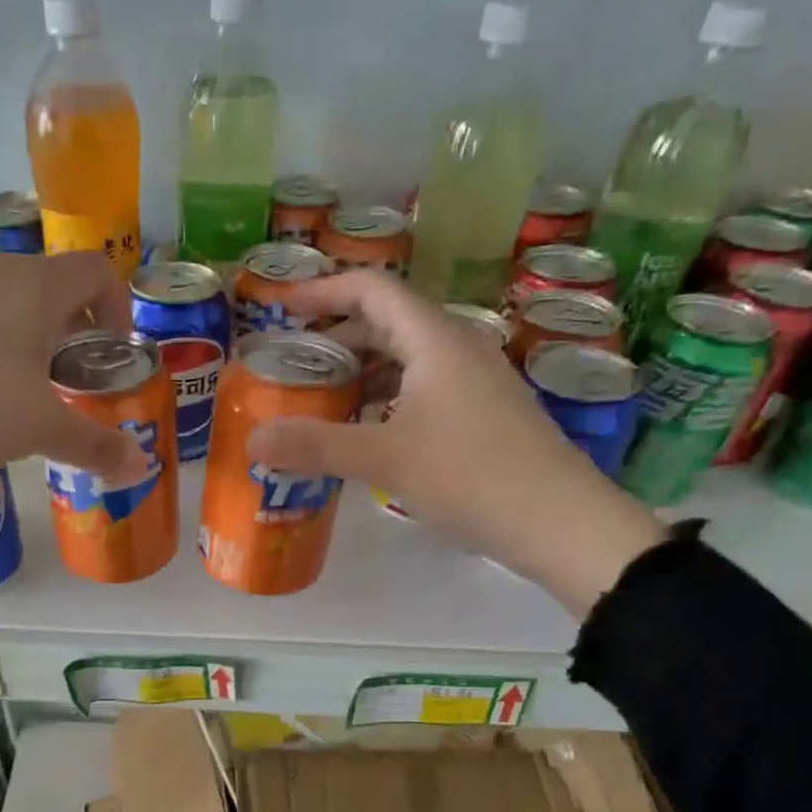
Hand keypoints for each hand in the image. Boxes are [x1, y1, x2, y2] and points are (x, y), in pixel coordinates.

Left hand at [0, 243, 150, 483]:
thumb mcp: (38, 431)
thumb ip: (94, 446)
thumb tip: (142, 465)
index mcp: (33, 285)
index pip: (95, 270)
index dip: (115, 306)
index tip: (110, 350)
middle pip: (44, 278)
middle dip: (64, 322)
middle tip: (60, 373)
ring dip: (12, 320)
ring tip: (4, 371)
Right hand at [244, 271, 666, 615]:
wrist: (560, 522)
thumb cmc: (471, 475)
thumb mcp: (385, 459)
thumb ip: (316, 446)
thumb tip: (252, 441)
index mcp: (436, 340)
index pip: (373, 289)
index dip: (324, 290)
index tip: (282, 308)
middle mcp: (458, 349)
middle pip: (388, 322)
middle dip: (337, 337)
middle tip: (294, 365)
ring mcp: (476, 382)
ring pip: (407, 359)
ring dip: (362, 371)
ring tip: (322, 400)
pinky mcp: (483, 415)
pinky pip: (423, 389)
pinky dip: (387, 399)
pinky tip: (368, 433)